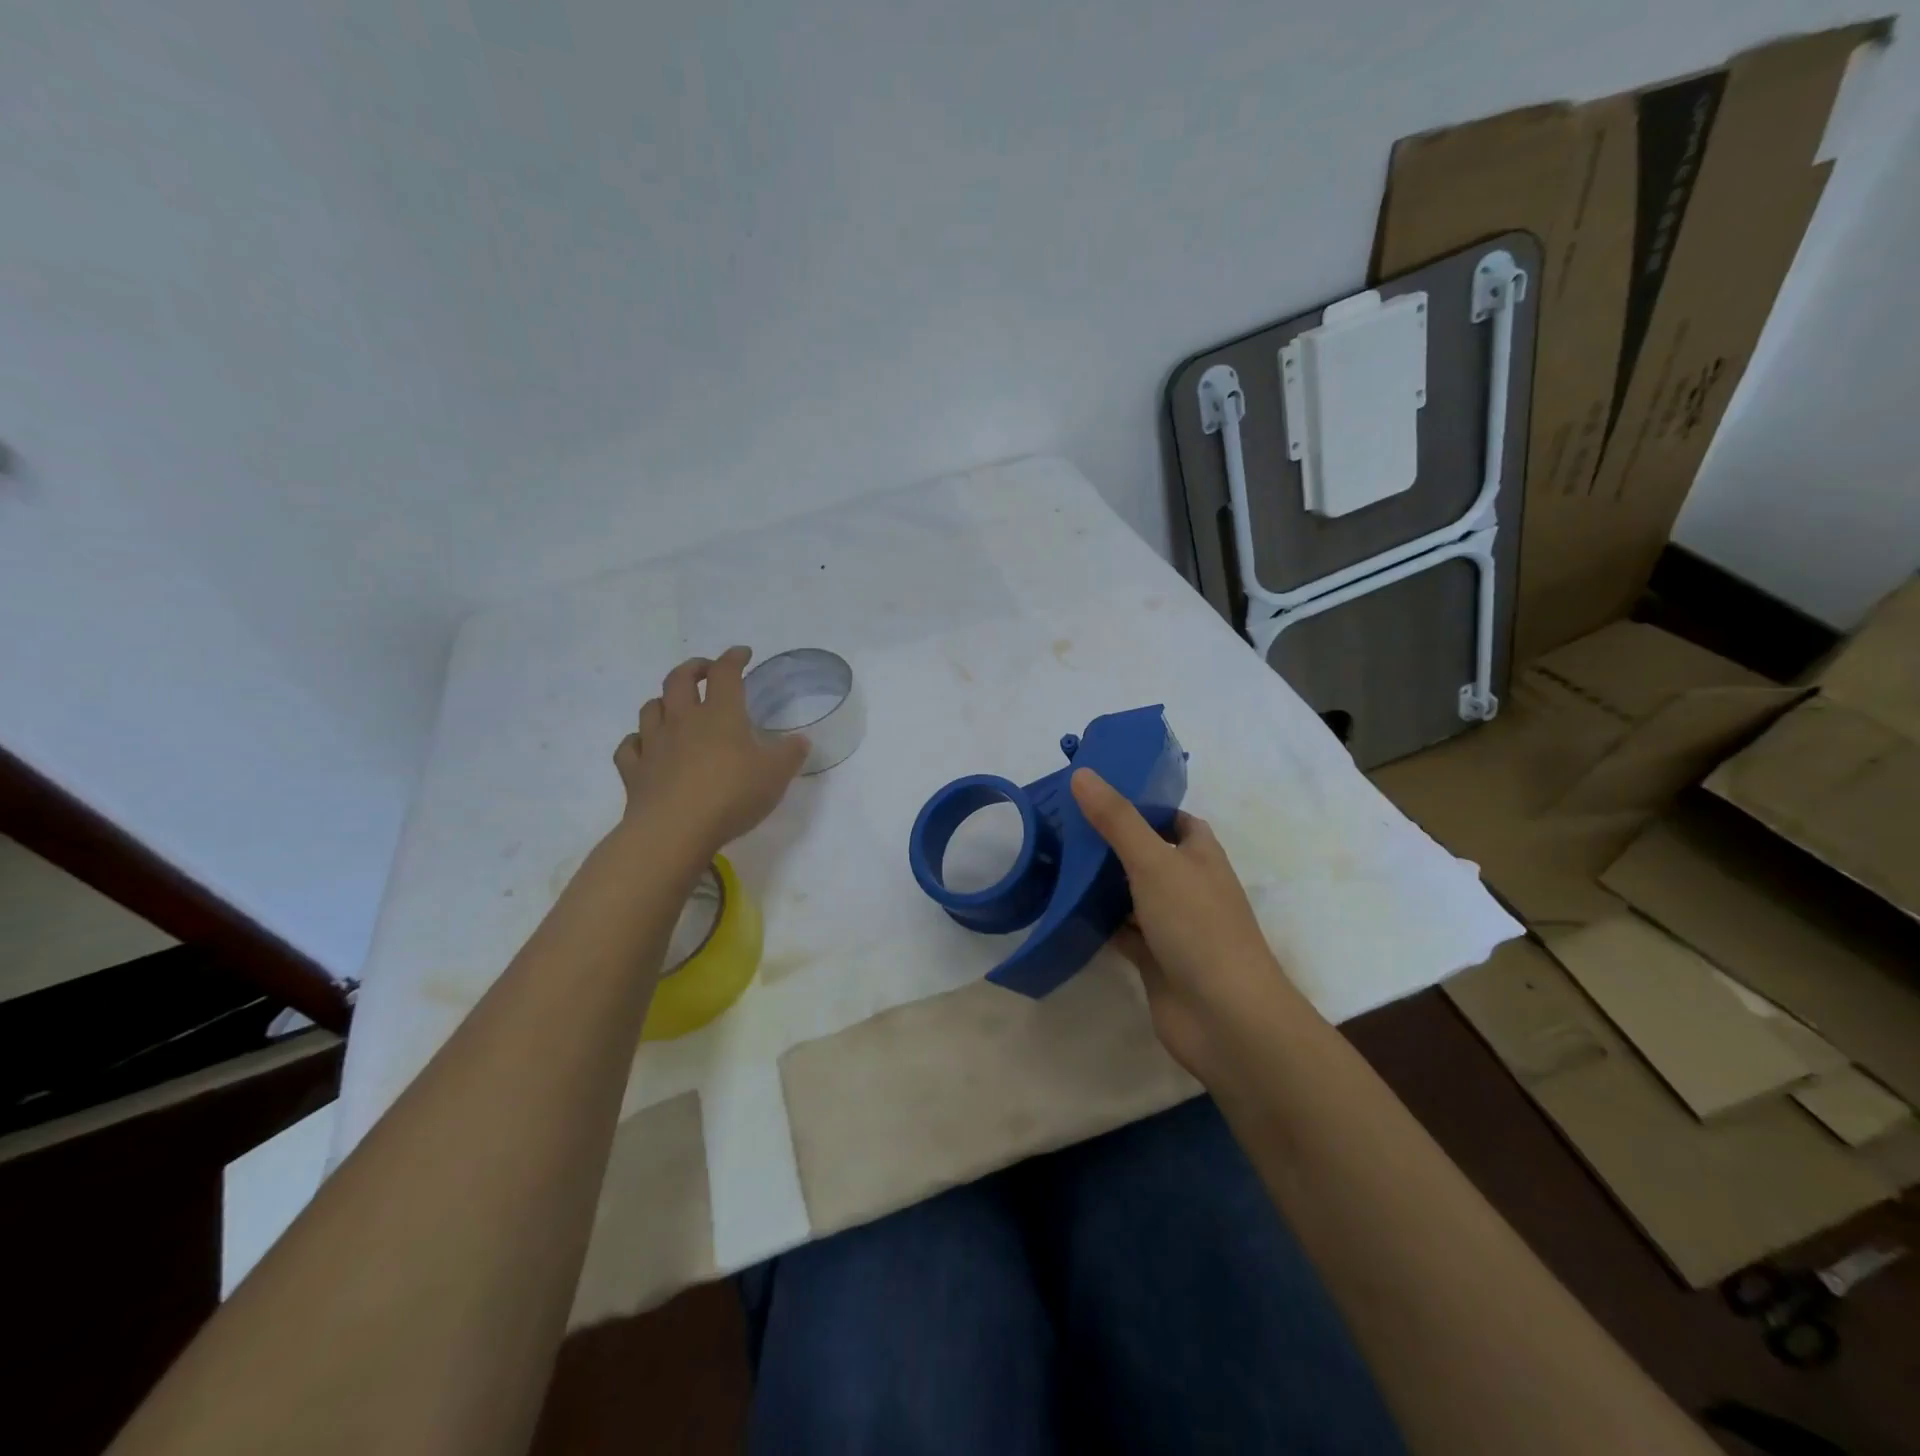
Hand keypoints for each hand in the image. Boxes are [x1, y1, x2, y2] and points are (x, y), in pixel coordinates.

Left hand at [614, 647, 808, 855]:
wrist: (674, 831)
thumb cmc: (731, 795)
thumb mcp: (776, 775)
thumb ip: (790, 754)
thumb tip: (800, 740)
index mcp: (720, 714)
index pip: (725, 673)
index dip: (733, 658)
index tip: (742, 654)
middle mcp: (683, 720)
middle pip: (679, 679)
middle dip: (693, 668)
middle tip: (705, 671)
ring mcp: (653, 744)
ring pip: (651, 708)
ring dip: (663, 701)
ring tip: (675, 707)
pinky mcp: (634, 772)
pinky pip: (629, 747)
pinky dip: (637, 741)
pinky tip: (645, 746)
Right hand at [1071, 768, 1312, 1079]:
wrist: (1225, 1018)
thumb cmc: (1197, 926)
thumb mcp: (1154, 862)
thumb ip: (1117, 820)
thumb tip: (1082, 774)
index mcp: (1200, 855)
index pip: (1174, 820)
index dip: (1143, 805)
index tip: (1098, 795)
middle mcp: (1188, 886)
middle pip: (1146, 855)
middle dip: (1110, 842)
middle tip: (1062, 824)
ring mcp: (1171, 925)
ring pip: (1130, 894)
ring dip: (1100, 883)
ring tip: (1054, 859)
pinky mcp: (1154, 959)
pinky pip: (1120, 931)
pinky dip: (1097, 921)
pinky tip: (1064, 909)